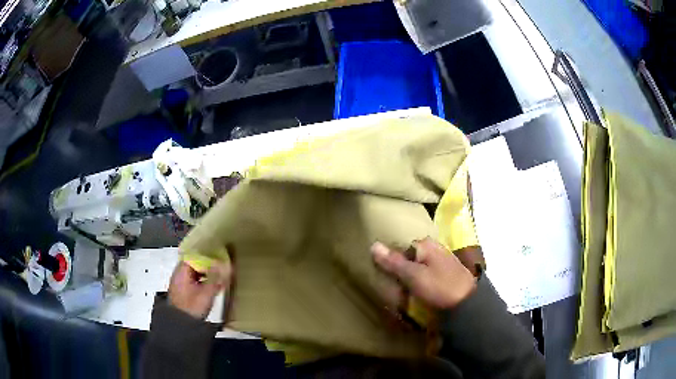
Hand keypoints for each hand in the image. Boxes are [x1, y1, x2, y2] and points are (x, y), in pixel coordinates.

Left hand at [168, 261, 230, 318]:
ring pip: (194, 272)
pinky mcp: (182, 291)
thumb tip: (224, 264)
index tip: (220, 257)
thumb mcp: (206, 293)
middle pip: (194, 263)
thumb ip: (216, 278)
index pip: (195, 255)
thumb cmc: (192, 308)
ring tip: (219, 276)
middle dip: (208, 264)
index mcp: (182, 271)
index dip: (208, 255)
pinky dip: (202, 280)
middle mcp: (179, 274)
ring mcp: (179, 283)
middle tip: (222, 266)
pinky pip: (193, 280)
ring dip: (206, 273)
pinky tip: (211, 286)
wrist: (181, 325)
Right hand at [371, 237, 476, 309]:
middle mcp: (434, 248)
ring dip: (409, 279)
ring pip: (417, 267)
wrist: (467, 303)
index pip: (400, 247)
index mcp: (426, 244)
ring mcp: (441, 261)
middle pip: (409, 257)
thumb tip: (373, 245)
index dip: (391, 261)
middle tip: (393, 286)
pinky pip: (425, 275)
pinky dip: (419, 283)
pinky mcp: (445, 274)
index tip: (385, 276)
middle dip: (400, 270)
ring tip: (402, 293)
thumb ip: (393, 262)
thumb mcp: (413, 275)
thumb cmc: (439, 286)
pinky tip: (416, 294)